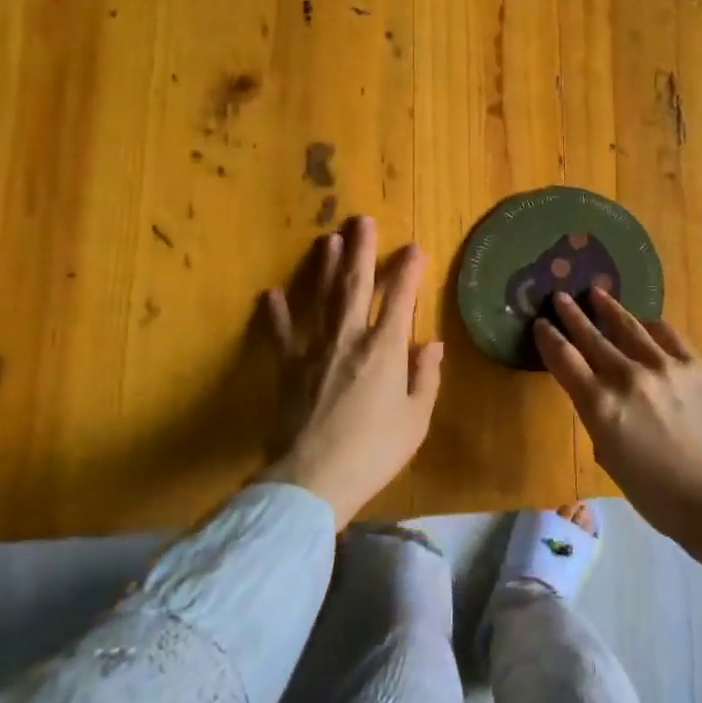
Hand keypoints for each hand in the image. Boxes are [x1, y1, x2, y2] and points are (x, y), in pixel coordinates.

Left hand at [257, 217, 443, 527]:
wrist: (312, 481)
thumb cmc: (373, 452)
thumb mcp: (415, 419)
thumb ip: (425, 377)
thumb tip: (431, 343)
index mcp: (384, 350)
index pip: (400, 299)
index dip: (408, 271)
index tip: (414, 248)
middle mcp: (349, 339)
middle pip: (356, 285)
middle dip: (362, 251)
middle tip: (362, 221)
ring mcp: (314, 350)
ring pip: (321, 298)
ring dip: (325, 267)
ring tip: (328, 239)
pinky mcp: (288, 368)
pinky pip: (281, 334)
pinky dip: (276, 313)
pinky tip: (270, 293)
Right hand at [535, 289, 701, 615]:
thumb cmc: (655, 492)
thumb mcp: (608, 456)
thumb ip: (597, 416)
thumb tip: (597, 391)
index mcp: (600, 406)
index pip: (564, 360)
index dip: (549, 339)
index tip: (541, 324)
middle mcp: (626, 377)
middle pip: (591, 336)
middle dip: (572, 314)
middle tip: (560, 296)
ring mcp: (662, 366)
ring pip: (628, 326)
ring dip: (609, 308)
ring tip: (597, 293)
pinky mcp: (692, 364)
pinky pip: (666, 334)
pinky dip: (651, 326)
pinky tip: (645, 322)